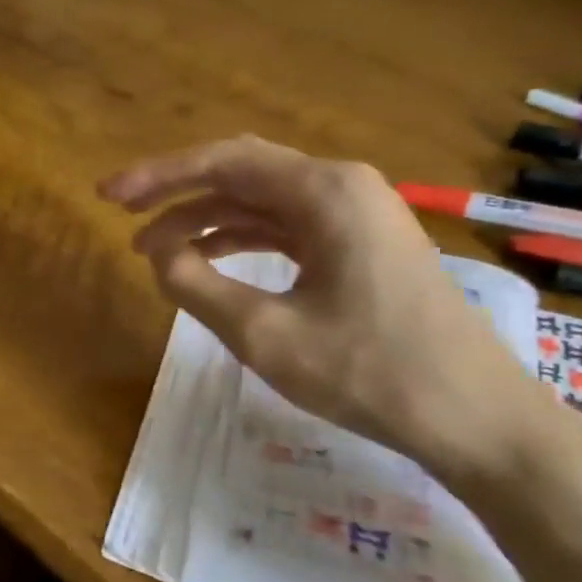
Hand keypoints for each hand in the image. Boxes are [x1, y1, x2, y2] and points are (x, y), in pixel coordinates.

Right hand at [100, 136, 542, 479]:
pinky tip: (206, 259)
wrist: (475, 419)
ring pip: (260, 200)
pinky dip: (238, 238)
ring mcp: (357, 215)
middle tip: (121, 212)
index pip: (222, 162)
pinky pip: (285, 226)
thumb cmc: (369, 372)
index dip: (157, 177)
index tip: (106, 197)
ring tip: (151, 249)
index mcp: (325, 192)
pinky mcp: (361, 245)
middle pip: (240, 171)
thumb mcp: (264, 333)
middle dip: (176, 191)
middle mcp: (342, 187)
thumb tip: (158, 254)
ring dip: (203, 218)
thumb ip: (196, 286)